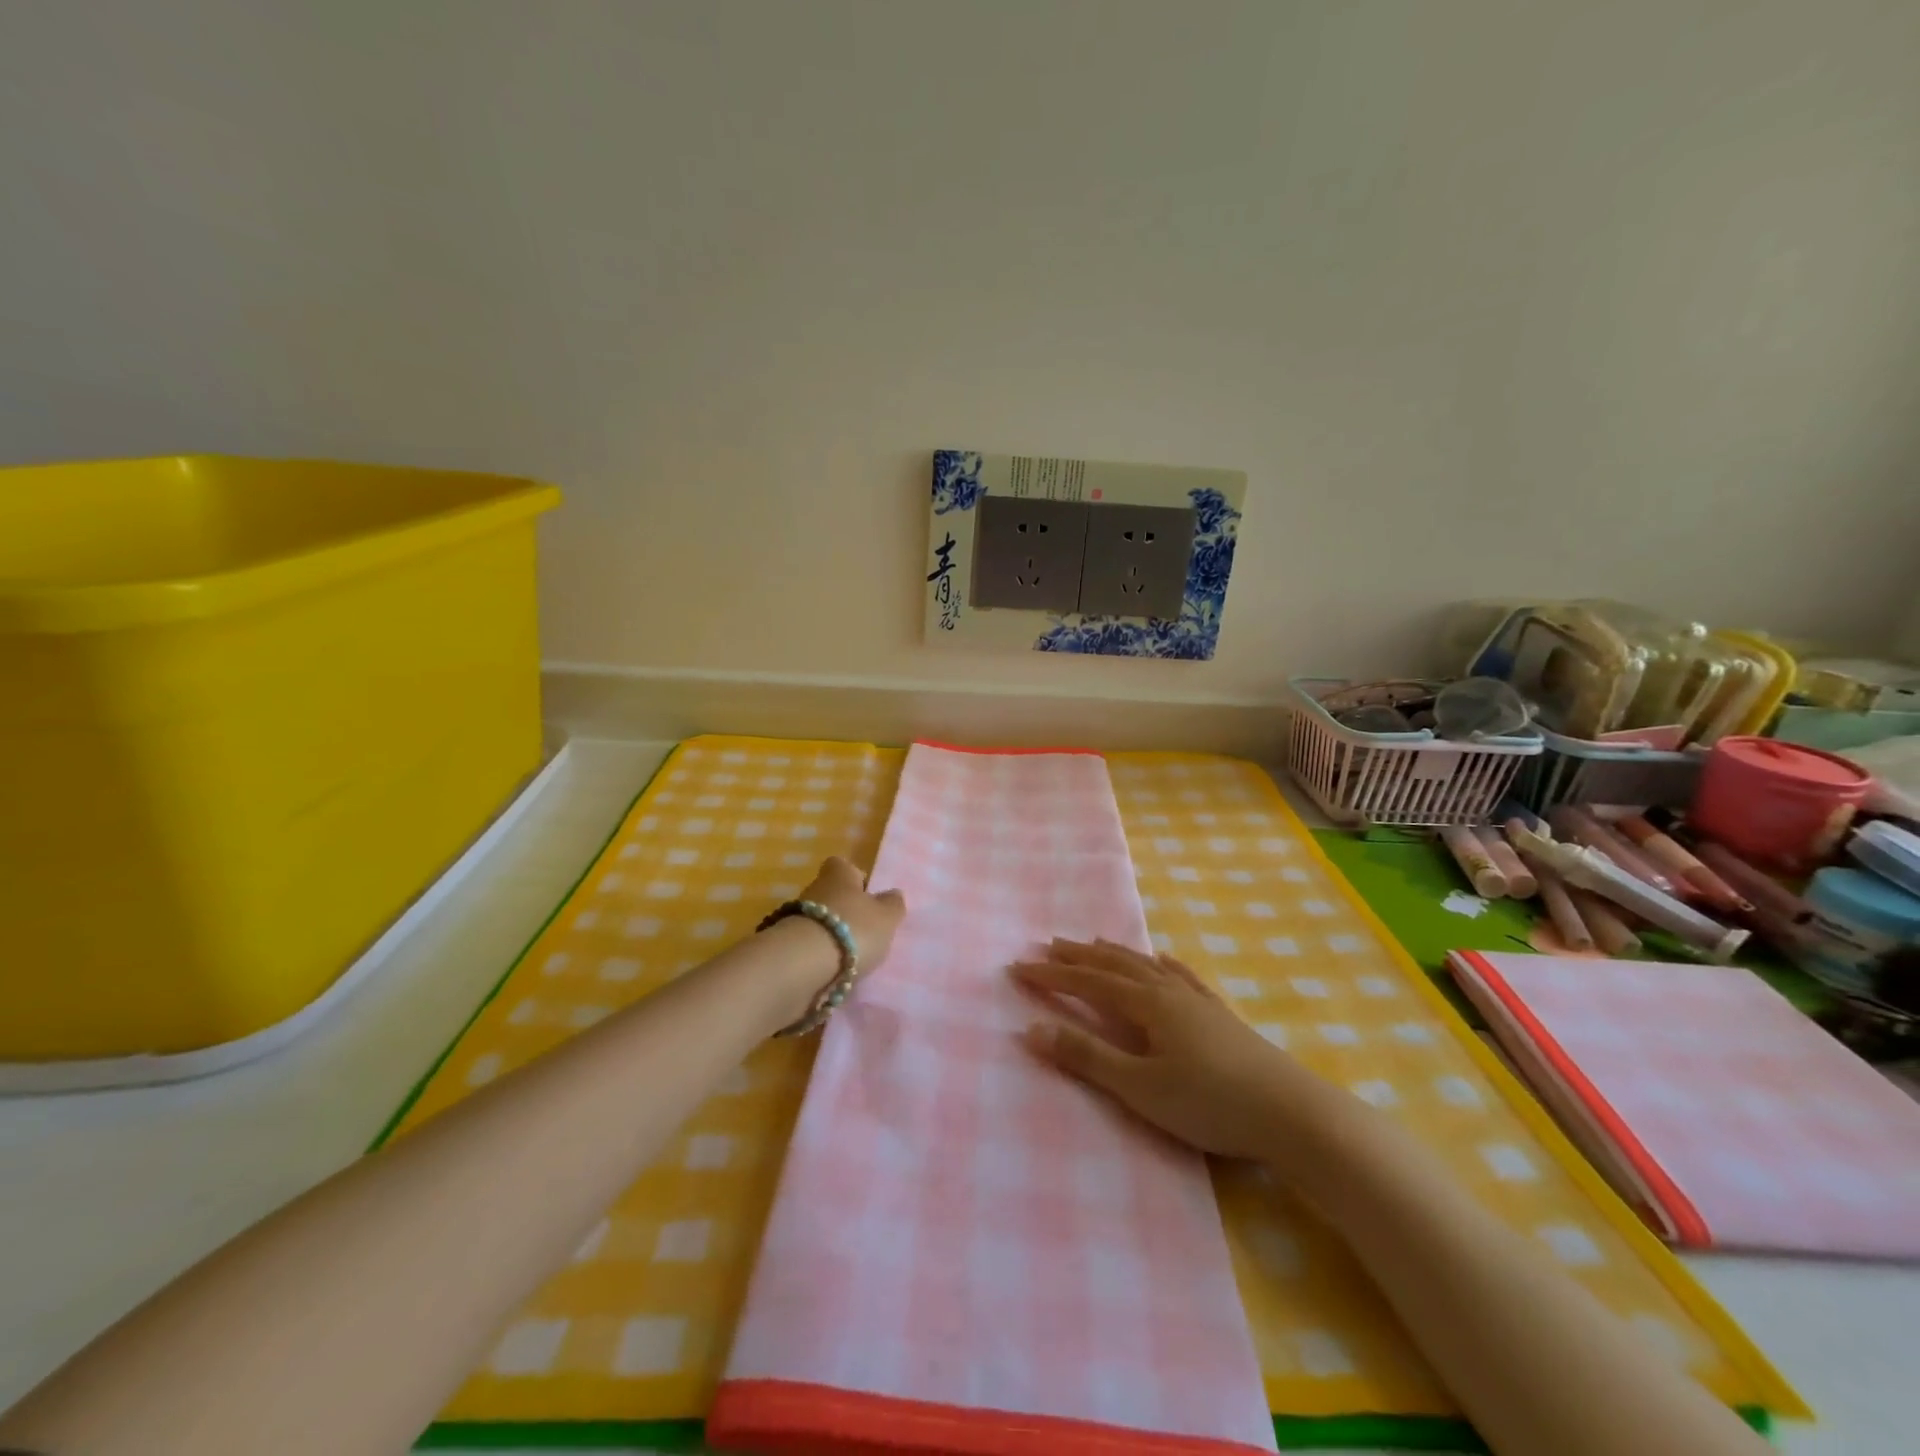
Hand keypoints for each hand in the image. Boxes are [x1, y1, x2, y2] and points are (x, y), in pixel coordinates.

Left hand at [799, 855, 906, 971]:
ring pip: (819, 922)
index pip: (843, 865)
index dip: (856, 878)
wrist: (803, 965)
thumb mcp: (886, 917)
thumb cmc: (853, 929)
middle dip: (845, 911)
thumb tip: (893, 894)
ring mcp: (795, 918)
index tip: (868, 896)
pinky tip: (833, 970)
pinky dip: (819, 955)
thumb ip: (893, 905)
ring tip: (851, 956)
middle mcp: (814, 889)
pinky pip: (808, 946)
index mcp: (839, 874)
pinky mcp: (786, 946)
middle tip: (865, 931)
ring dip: (832, 935)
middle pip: (831, 894)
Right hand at [1010, 939, 1349, 1163]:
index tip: (1017, 968)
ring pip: (1146, 966)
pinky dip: (1163, 965)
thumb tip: (1032, 1029)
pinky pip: (1182, 977)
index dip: (1051, 975)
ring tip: (1092, 943)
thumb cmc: (1209, 1103)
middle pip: (1115, 965)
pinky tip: (1162, 960)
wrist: (1292, 1114)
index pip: (1088, 982)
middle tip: (1048, 945)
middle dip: (1078, 957)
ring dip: (1115, 954)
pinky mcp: (1220, 1015)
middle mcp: (1168, 991)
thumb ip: (1086, 1058)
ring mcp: (1197, 1000)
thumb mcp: (1139, 1088)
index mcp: (1146, 1004)